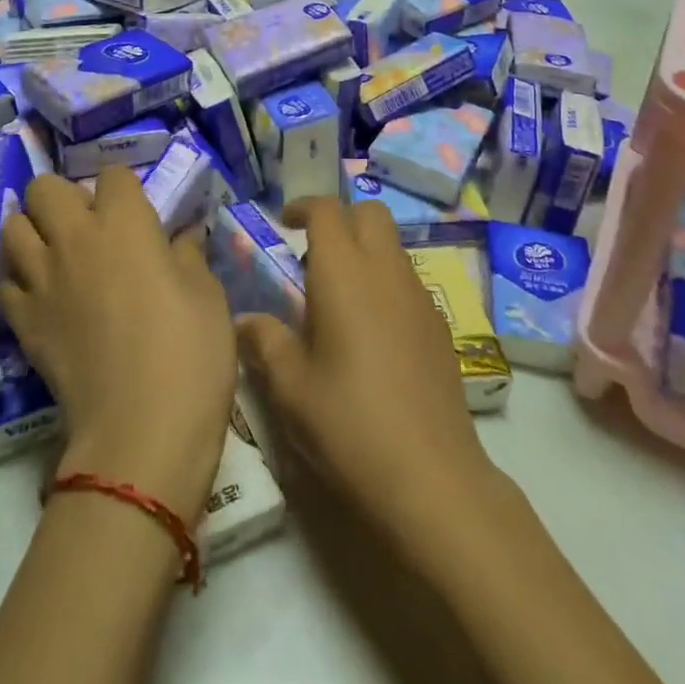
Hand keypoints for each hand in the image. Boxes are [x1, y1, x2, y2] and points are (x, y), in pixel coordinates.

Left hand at [1, 167, 235, 519]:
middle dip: (63, 196)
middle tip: (88, 225)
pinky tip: (46, 297)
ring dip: (33, 231)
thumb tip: (181, 236)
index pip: (111, 174)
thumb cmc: (190, 351)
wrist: (141, 430)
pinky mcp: (22, 322)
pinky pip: (7, 283)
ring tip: (58, 254)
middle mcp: (74, 238)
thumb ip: (188, 254)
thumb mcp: (207, 295)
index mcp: (125, 222)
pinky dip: (22, 281)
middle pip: (43, 187)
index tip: (137, 212)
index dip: (124, 188)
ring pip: (12, 227)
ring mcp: (41, 280)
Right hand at [237, 197, 496, 549]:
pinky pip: (408, 279)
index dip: (303, 207)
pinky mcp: (440, 325)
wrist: (431, 476)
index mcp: (345, 273)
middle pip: (369, 212)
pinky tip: (371, 332)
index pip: (327, 210)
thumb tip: (245, 320)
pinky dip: (385, 281)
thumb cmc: (349, 424)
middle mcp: (386, 270)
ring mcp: (419, 296)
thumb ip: (265, 342)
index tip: (284, 223)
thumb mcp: (291, 388)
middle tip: (313, 254)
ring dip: (365, 249)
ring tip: (338, 297)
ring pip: (392, 244)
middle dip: (340, 218)